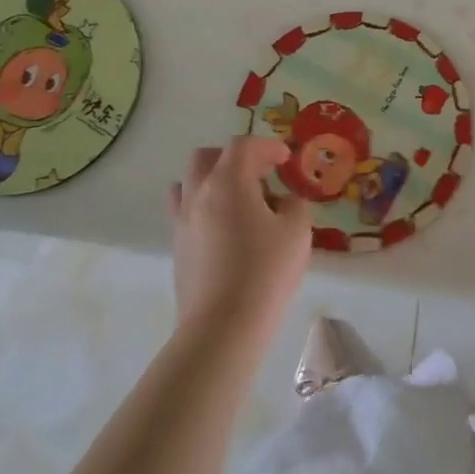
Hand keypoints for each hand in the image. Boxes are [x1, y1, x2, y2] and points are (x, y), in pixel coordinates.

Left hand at [169, 138, 312, 339]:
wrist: (222, 327)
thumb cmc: (265, 272)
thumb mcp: (297, 232)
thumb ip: (294, 206)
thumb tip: (284, 202)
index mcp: (228, 181)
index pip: (243, 146)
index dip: (267, 146)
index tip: (286, 159)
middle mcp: (198, 193)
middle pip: (207, 157)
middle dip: (234, 158)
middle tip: (260, 174)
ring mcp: (182, 221)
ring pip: (189, 182)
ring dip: (213, 180)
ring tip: (239, 200)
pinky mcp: (177, 247)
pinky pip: (186, 211)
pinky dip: (205, 207)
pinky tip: (227, 230)